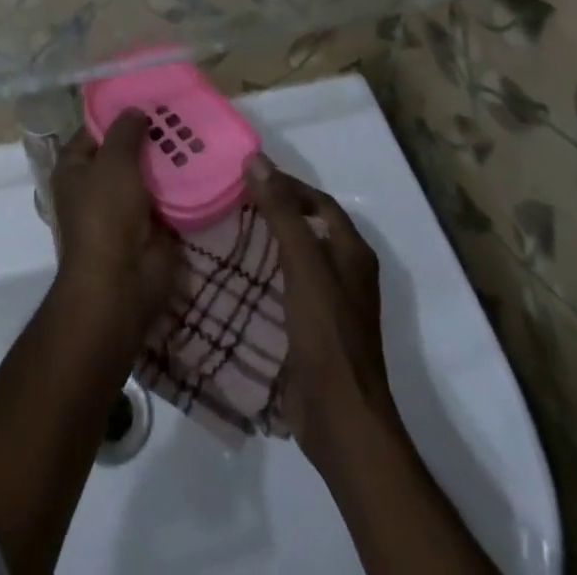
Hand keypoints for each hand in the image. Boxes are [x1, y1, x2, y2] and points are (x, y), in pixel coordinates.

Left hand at [50, 113, 178, 347]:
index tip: (146, 97)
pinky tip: (202, 164)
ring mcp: (123, 207)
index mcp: (74, 168)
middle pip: (123, 152)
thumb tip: (135, 111)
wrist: (122, 282)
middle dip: (148, 136)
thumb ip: (125, 132)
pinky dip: (180, 186)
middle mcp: (95, 185)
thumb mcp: (114, 162)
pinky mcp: (148, 226)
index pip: (94, 131)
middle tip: (178, 112)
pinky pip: (165, 198)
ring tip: (196, 132)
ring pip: (146, 174)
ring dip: (167, 160)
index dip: (117, 114)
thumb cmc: (106, 213)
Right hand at [245, 155, 404, 473]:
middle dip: (272, 211)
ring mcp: (329, 304)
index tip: (248, 176)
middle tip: (230, 199)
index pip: (319, 202)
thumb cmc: (327, 332)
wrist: (339, 417)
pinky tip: (233, 275)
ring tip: (224, 230)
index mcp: (352, 253)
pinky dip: (262, 275)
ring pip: (293, 258)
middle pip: (307, 228)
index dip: (288, 185)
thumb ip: (282, 212)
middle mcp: (345, 273)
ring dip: (264, 243)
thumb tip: (257, 160)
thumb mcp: (303, 264)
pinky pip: (284, 288)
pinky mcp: (310, 329)